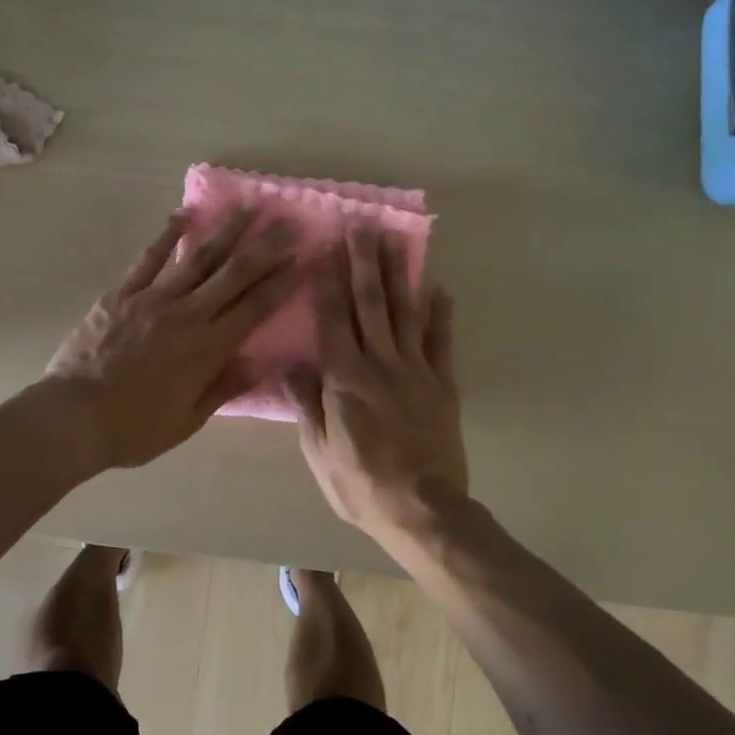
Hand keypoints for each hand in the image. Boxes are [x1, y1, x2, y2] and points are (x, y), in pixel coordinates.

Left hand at [44, 208, 299, 469]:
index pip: (255, 307)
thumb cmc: (135, 427)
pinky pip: (149, 258)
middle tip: (288, 223)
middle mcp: (188, 315)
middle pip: (234, 274)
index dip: (282, 281)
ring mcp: (153, 299)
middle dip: (265, 247)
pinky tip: (184, 213)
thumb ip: (225, 386)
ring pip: (198, 257)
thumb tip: (261, 360)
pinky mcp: (122, 293)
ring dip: (226, 231)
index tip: (304, 257)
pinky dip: (167, 235)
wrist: (73, 416)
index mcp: (208, 348)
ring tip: (248, 207)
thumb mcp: (189, 420)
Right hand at [287, 229, 468, 543]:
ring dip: (399, 274)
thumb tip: (291, 366)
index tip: (324, 248)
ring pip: (405, 313)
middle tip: (361, 226)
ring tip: (395, 240)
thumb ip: (307, 404)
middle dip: (363, 262)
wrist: (422, 509)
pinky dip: (441, 314)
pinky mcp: (443, 385)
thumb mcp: (319, 451)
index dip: (327, 281)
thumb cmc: (360, 484)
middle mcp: (380, 363)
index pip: (333, 319)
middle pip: (370, 304)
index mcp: (344, 378)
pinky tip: (440, 288)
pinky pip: (442, 342)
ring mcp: (416, 371)